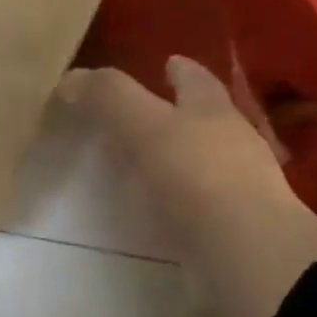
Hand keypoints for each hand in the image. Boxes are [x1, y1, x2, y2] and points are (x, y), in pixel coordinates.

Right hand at [58, 57, 316, 316]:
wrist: (245, 253)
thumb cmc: (197, 178)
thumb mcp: (145, 129)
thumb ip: (110, 100)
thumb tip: (71, 78)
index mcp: (212, 111)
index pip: (196, 80)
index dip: (180, 69)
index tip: (167, 63)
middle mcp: (232, 142)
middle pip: (209, 117)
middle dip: (186, 111)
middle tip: (153, 113)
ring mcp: (238, 187)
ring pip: (209, 160)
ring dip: (185, 157)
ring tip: (152, 162)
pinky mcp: (232, 227)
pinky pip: (203, 203)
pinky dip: (184, 200)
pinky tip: (166, 210)